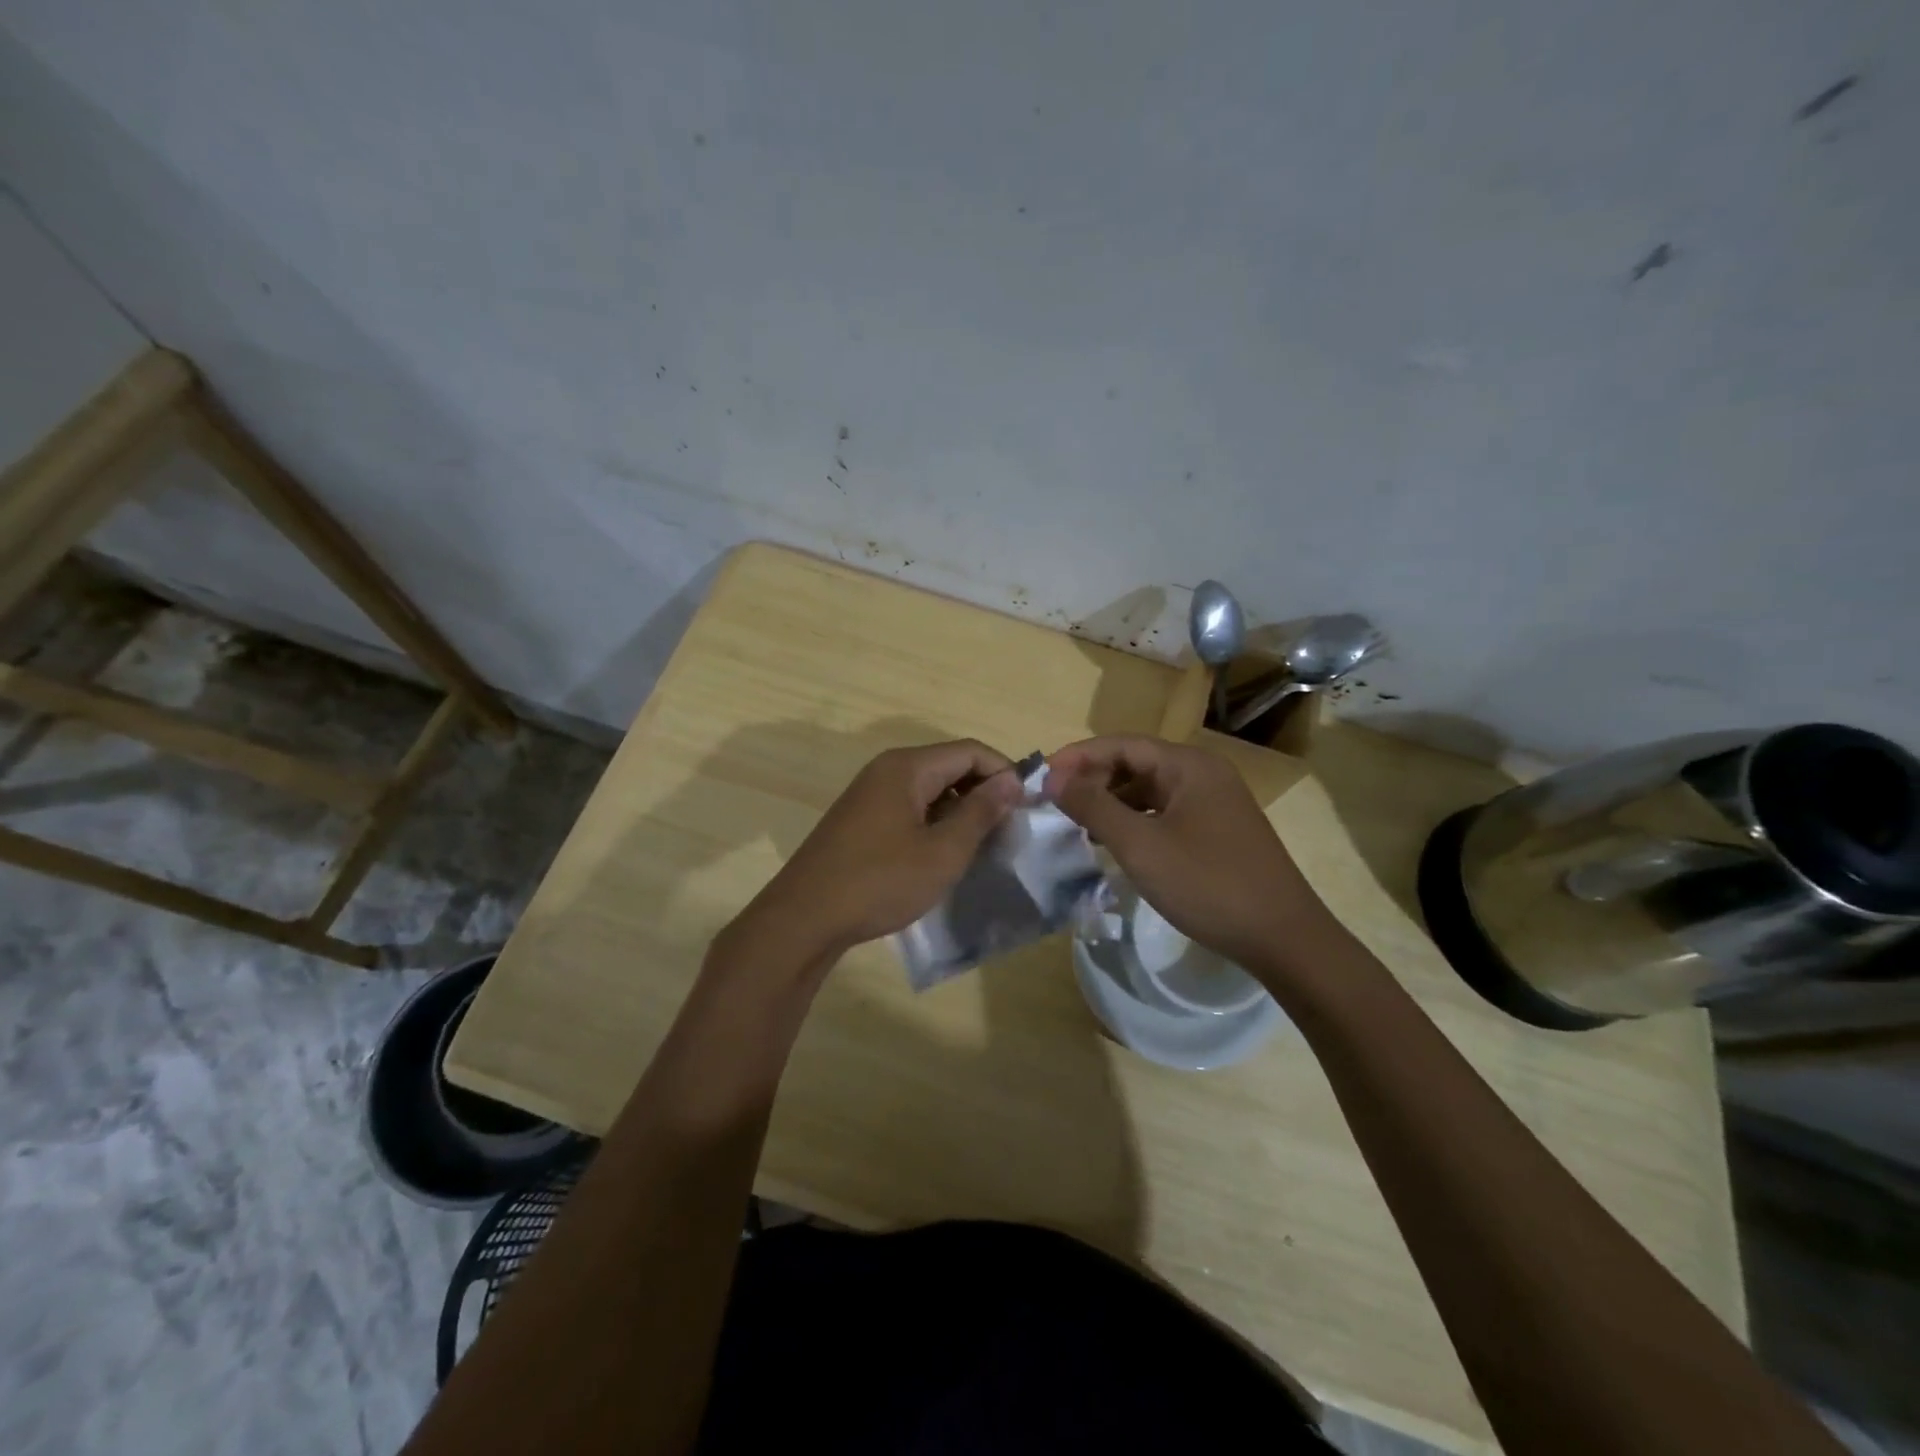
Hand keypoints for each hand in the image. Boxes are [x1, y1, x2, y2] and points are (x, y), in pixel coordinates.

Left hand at [739, 740, 1022, 962]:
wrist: (805, 918)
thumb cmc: (880, 882)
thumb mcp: (942, 851)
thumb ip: (980, 812)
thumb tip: (1011, 781)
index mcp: (907, 767)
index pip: (970, 751)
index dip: (1004, 772)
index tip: (1029, 805)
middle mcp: (887, 770)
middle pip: (949, 765)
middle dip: (983, 790)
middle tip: (1009, 827)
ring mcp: (870, 793)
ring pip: (930, 788)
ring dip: (960, 808)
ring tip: (982, 843)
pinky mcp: (861, 818)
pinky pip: (909, 805)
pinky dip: (935, 820)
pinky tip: (944, 852)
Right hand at [1045, 734, 1332, 973]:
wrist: (1283, 937)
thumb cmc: (1207, 884)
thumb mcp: (1140, 845)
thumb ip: (1093, 806)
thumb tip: (1053, 777)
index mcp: (1188, 765)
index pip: (1121, 744)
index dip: (1078, 756)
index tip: (1040, 777)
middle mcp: (1203, 773)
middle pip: (1136, 763)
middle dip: (1093, 779)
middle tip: (1056, 803)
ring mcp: (1214, 802)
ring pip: (1149, 790)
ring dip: (1112, 802)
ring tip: (1079, 825)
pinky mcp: (1218, 830)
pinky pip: (1165, 812)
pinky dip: (1135, 821)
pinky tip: (1116, 844)